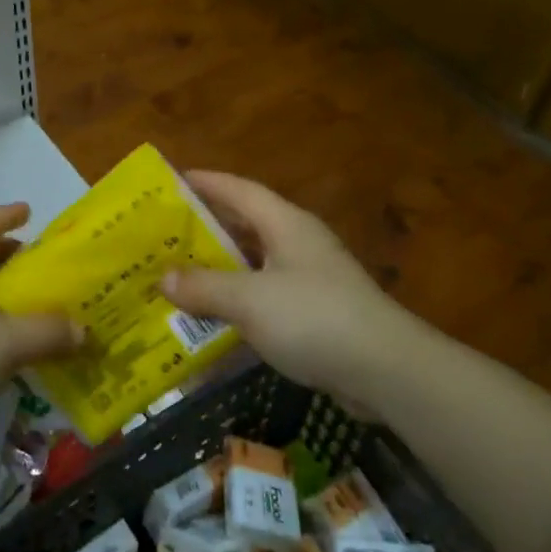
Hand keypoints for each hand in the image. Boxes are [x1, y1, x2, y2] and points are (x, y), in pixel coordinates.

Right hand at [161, 172, 420, 413]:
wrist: (387, 370)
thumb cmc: (314, 317)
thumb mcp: (249, 300)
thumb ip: (204, 287)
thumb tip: (163, 278)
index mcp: (285, 224)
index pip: (239, 190)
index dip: (206, 183)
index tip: (172, 181)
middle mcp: (298, 243)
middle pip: (245, 225)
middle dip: (206, 228)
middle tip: (164, 234)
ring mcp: (310, 278)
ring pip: (254, 263)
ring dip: (220, 269)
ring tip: (179, 275)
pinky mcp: (316, 312)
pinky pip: (266, 296)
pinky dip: (238, 301)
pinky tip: (214, 317)